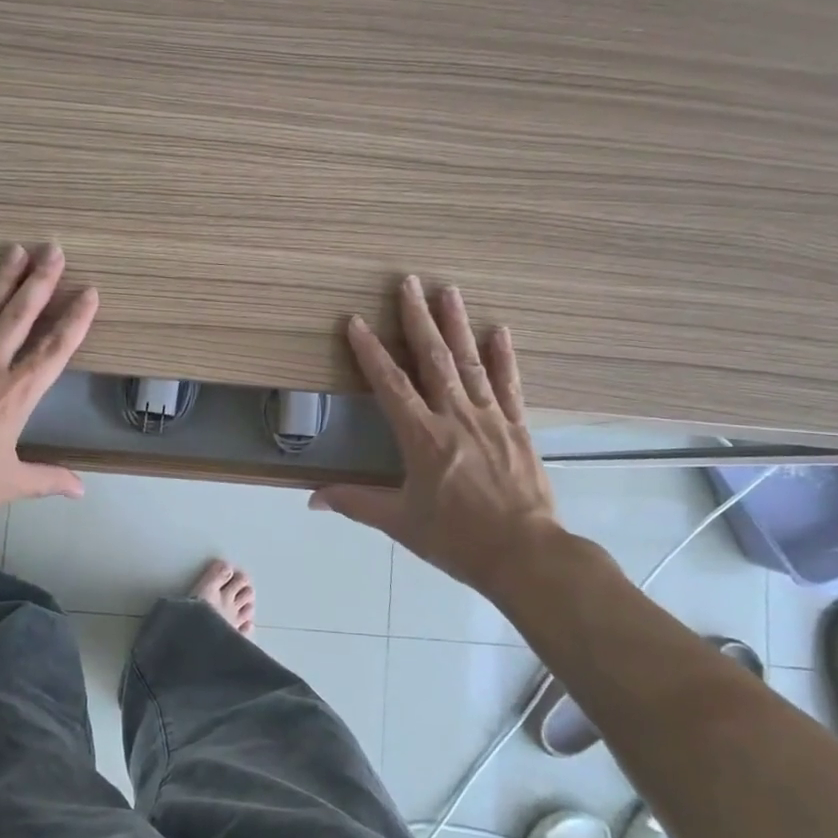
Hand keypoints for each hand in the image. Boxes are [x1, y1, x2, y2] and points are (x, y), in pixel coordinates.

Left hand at [0, 243, 97, 539]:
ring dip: (1, 279)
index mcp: (14, 398)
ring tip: (16, 250)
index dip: (75, 321)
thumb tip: (81, 489)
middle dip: (40, 282)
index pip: (53, 352)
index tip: (89, 293)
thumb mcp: (9, 485)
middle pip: (18, 318)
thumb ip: (48, 479)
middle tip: (54, 250)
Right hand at [311, 277, 562, 597]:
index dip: (370, 351)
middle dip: (417, 318)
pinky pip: (509, 385)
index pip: (390, 384)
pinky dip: (503, 357)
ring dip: (457, 324)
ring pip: (470, 362)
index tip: (356, 321)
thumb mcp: (400, 522)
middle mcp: (455, 417)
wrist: (525, 555)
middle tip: (409, 282)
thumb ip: (356, 503)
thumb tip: (312, 498)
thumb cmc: (456, 539)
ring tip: (448, 290)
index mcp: (422, 437)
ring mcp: (491, 419)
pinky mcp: (518, 428)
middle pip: (433, 359)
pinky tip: (499, 330)